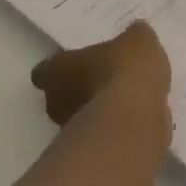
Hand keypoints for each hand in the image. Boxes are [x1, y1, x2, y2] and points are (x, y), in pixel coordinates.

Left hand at [30, 21, 171, 128]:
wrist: (133, 123)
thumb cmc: (123, 72)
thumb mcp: (138, 40)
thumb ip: (134, 37)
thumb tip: (136, 34)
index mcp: (57, 70)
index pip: (45, 69)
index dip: (61, 65)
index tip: (79, 62)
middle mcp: (56, 102)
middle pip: (62, 94)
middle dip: (82, 88)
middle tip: (108, 77)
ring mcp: (72, 132)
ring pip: (83, 116)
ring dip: (100, 110)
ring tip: (129, 99)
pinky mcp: (92, 152)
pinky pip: (104, 134)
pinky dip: (117, 128)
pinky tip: (139, 118)